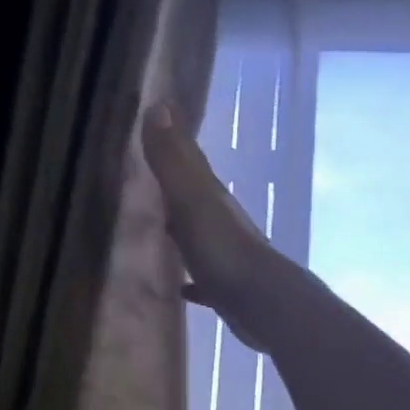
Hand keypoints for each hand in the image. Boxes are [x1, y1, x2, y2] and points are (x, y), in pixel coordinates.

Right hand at [141, 100, 285, 349]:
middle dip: (173, 181)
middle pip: (192, 193)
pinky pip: (202, 277)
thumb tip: (158, 105)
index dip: (173, 137)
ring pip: (197, 233)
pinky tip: (179, 286)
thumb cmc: (223, 250)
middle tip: (145, 171)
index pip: (189, 158)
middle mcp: (218, 219)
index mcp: (210, 195)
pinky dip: (191, 278)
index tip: (157, 115)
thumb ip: (172, 160)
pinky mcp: (224, 288)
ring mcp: (224, 254)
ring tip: (155, 225)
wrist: (263, 304)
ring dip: (180, 228)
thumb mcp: (191, 200)